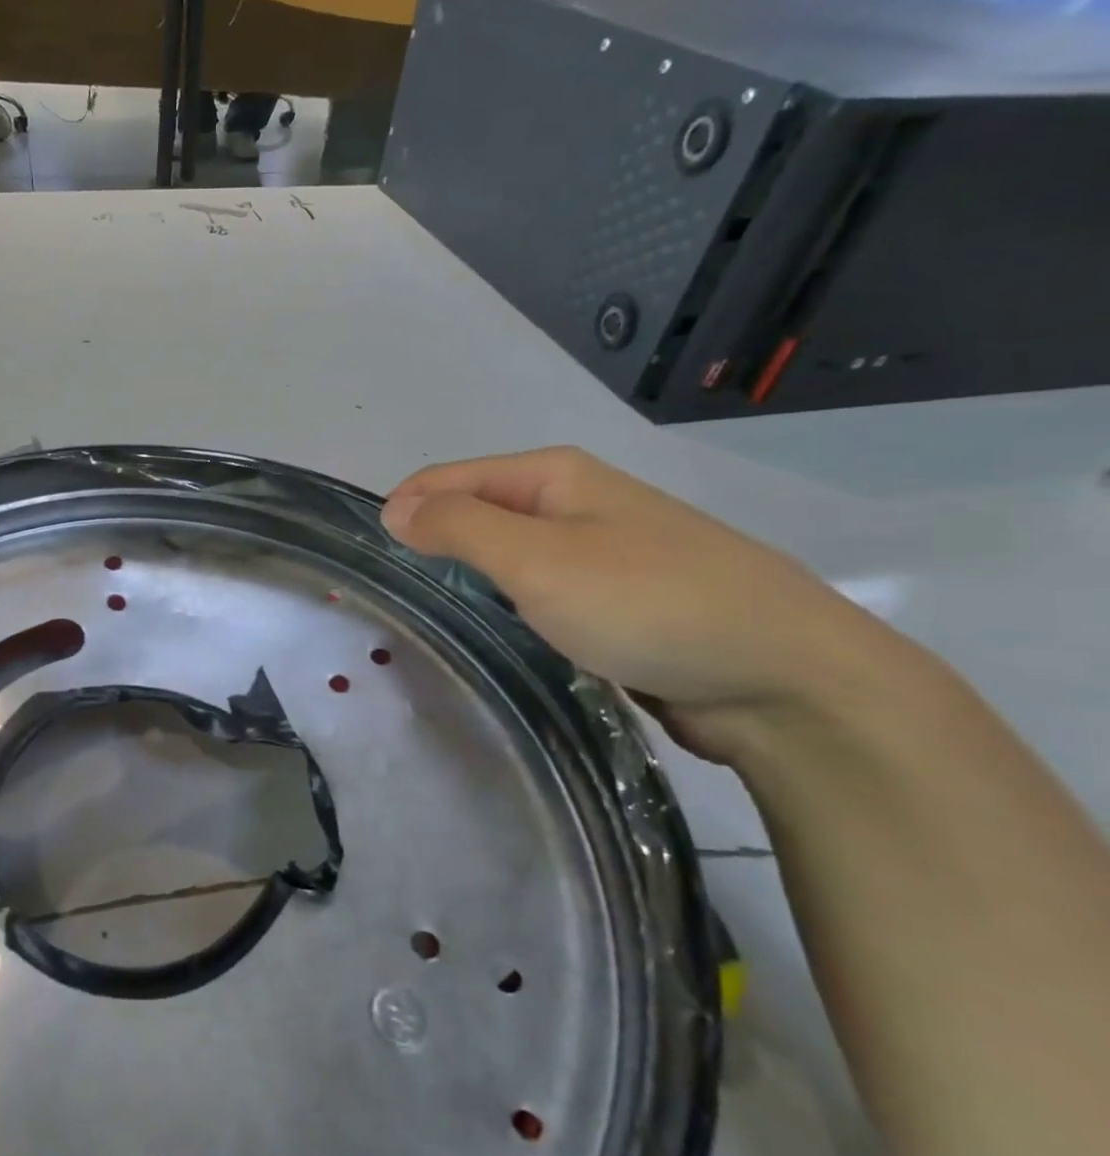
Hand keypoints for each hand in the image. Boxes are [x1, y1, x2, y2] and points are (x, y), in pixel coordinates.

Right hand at [381, 447, 901, 761]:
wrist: (785, 679)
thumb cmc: (648, 604)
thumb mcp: (537, 560)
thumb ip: (458, 528)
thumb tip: (394, 508)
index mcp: (553, 475)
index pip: (446, 478)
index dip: (403, 513)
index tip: (371, 565)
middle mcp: (574, 503)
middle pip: (474, 514)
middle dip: (430, 548)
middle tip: (398, 603)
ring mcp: (598, 552)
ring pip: (505, 557)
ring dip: (467, 582)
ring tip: (435, 622)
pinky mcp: (615, 601)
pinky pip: (536, 593)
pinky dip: (506, 608)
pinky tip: (497, 637)